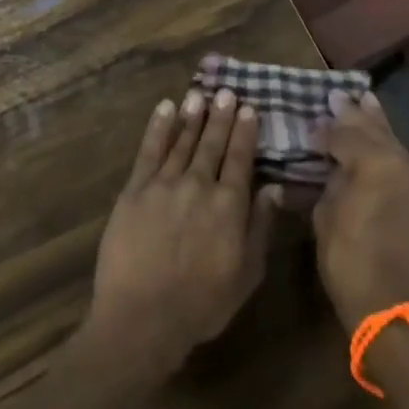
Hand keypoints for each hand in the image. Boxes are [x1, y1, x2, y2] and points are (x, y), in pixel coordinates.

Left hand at [89, 88, 279, 373]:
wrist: (143, 316)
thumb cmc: (202, 303)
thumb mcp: (247, 272)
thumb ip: (260, 226)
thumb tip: (274, 188)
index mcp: (229, 205)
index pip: (240, 159)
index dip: (245, 132)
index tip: (249, 108)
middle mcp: (198, 185)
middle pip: (211, 144)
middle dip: (221, 116)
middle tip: (227, 92)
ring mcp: (163, 185)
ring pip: (181, 141)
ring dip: (192, 116)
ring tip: (200, 94)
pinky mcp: (134, 191)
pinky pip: (148, 152)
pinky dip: (158, 128)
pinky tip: (165, 110)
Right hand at [313, 89, 408, 332]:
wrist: (396, 308)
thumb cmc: (350, 262)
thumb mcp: (326, 217)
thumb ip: (330, 181)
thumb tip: (333, 166)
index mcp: (376, 163)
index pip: (345, 133)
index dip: (325, 128)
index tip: (310, 121)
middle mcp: (405, 163)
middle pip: (376, 130)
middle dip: (356, 113)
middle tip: (339, 94)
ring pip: (394, 143)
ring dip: (377, 127)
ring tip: (365, 103)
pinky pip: (404, 163)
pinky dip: (389, 150)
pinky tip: (380, 144)